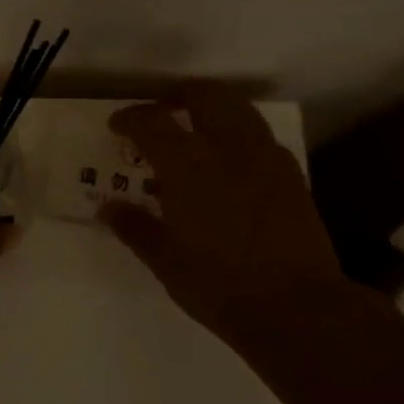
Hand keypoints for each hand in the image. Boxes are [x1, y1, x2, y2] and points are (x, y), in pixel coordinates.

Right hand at [98, 86, 346, 350]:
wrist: (294, 307)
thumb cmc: (217, 284)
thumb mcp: (164, 260)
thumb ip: (135, 227)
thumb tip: (109, 209)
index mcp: (188, 164)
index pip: (152, 122)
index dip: (130, 118)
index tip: (118, 126)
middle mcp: (228, 148)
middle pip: (205, 95)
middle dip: (179, 97)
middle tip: (163, 115)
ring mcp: (266, 158)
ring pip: (239, 109)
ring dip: (213, 110)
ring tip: (198, 133)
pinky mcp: (291, 175)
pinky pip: (261, 138)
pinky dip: (239, 137)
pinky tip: (231, 167)